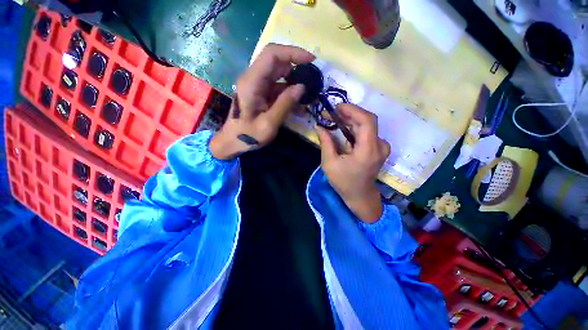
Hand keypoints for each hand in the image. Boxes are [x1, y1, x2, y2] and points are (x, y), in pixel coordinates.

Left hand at [210, 43, 314, 159]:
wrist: (232, 142)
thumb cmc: (248, 135)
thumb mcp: (269, 123)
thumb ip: (285, 104)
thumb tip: (301, 87)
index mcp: (252, 82)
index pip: (272, 55)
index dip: (293, 53)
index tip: (311, 60)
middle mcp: (252, 78)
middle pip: (276, 61)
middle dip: (296, 65)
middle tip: (312, 78)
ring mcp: (256, 85)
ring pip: (277, 73)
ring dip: (293, 78)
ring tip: (307, 90)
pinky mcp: (259, 92)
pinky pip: (276, 85)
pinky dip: (288, 89)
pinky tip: (297, 100)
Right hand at [316, 104, 390, 222]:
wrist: (360, 196)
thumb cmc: (344, 182)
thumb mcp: (330, 163)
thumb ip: (326, 143)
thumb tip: (319, 126)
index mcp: (368, 150)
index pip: (366, 120)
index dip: (353, 110)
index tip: (337, 107)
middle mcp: (379, 146)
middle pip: (367, 121)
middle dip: (349, 114)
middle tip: (331, 113)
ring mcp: (381, 147)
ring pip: (367, 125)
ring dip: (351, 120)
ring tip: (335, 119)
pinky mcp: (379, 148)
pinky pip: (367, 132)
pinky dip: (355, 127)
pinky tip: (344, 128)